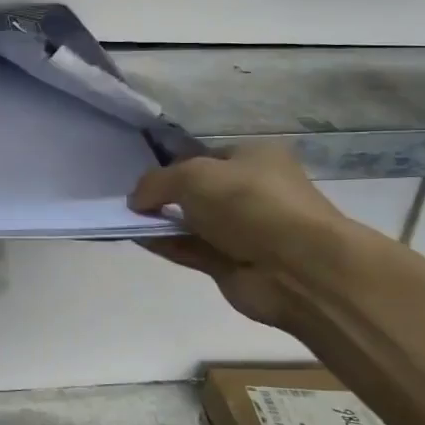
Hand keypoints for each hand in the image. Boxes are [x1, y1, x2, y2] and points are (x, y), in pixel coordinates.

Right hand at [128, 143, 373, 330]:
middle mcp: (252, 191)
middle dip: (167, 196)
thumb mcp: (193, 176)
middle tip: (134, 202)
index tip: (145, 180)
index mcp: (255, 157)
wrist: (297, 267)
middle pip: (199, 191)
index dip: (174, 166)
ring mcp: (244, 231)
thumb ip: (156, 182)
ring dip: (163, 222)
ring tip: (127, 220)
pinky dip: (167, 245)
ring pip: (194, 223)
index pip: (206, 158)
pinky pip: (192, 250)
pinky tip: (139, 239)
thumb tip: (135, 199)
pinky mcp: (233, 265)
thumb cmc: (249, 202)